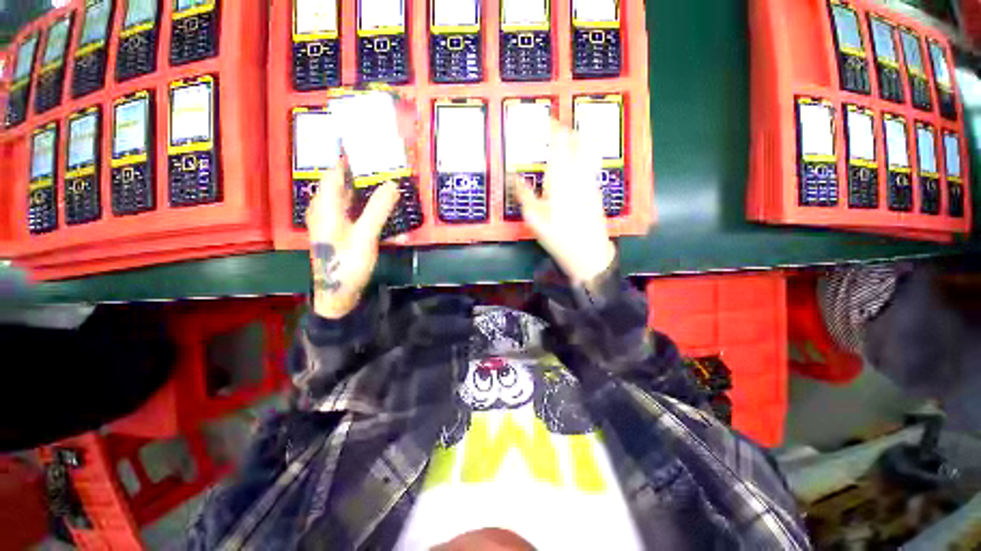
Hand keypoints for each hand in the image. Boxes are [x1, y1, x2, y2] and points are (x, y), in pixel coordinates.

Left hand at [306, 158, 399, 318]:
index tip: (367, 145)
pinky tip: (376, 205)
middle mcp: (324, 209)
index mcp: (325, 206)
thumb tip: (392, 184)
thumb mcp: (365, 236)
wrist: (337, 294)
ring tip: (382, 178)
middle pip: (341, 182)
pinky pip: (350, 209)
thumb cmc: (347, 264)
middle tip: (382, 162)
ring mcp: (331, 221)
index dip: (349, 157)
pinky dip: (363, 203)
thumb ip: (378, 209)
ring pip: (346, 196)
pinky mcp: (338, 231)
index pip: (335, 172)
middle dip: (360, 171)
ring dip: (362, 187)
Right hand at [514, 121, 615, 284]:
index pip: (559, 144)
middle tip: (558, 126)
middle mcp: (579, 175)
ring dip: (579, 139)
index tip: (548, 119)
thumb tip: (515, 177)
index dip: (554, 128)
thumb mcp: (534, 219)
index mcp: (561, 178)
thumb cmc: (558, 236)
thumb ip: (524, 195)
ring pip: (588, 150)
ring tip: (570, 136)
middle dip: (568, 129)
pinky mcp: (596, 190)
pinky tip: (578, 160)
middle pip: (578, 141)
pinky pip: (591, 164)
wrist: (588, 252)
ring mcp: (591, 182)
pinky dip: (585, 154)